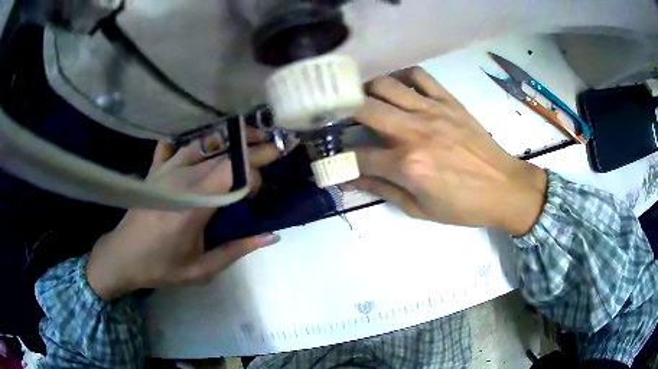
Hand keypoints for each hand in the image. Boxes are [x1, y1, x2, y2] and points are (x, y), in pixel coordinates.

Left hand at [87, 131, 281, 300]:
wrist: (122, 257)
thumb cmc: (161, 266)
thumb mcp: (201, 269)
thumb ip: (237, 250)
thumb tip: (272, 235)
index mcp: (193, 206)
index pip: (234, 174)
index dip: (256, 173)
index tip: (264, 188)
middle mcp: (181, 180)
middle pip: (224, 154)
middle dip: (254, 147)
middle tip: (276, 146)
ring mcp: (166, 169)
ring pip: (205, 143)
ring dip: (230, 138)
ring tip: (250, 137)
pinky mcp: (155, 169)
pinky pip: (177, 145)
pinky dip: (194, 142)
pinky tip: (204, 145)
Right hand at [352, 67, 547, 235]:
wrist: (503, 188)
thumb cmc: (462, 206)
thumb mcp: (419, 209)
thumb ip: (383, 190)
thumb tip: (351, 179)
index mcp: (408, 166)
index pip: (359, 156)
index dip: (341, 158)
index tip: (334, 157)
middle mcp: (415, 132)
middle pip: (364, 108)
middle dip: (343, 111)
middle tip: (339, 117)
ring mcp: (433, 111)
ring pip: (386, 85)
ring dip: (368, 90)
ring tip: (366, 100)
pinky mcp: (448, 101)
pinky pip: (419, 76)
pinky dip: (403, 77)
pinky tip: (400, 89)